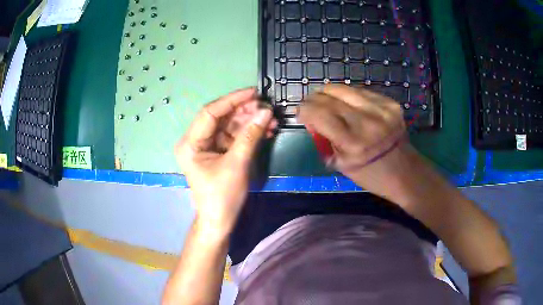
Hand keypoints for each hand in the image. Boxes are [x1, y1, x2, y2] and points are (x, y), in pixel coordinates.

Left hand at [175, 88, 276, 235]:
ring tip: (271, 120)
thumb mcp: (237, 164)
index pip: (210, 112)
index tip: (254, 92)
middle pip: (221, 118)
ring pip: (230, 126)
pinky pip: (234, 137)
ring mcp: (207, 146)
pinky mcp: (218, 152)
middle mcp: (196, 141)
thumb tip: (266, 111)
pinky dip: (249, 133)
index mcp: (191, 143)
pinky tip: (265, 130)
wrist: (220, 221)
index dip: (232, 100)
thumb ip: (250, 136)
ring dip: (250, 122)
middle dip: (244, 112)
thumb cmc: (222, 197)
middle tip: (266, 108)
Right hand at [297, 85, 407, 192]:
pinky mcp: (390, 103)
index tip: (300, 112)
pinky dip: (348, 95)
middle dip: (313, 99)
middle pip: (330, 97)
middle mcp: (367, 122)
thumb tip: (311, 119)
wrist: (405, 171)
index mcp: (353, 143)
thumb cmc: (370, 174)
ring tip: (324, 98)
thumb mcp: (340, 164)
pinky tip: (346, 102)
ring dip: (328, 92)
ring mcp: (381, 109)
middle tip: (309, 104)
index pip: (319, 114)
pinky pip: (360, 91)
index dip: (304, 109)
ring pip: (344, 89)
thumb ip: (324, 139)